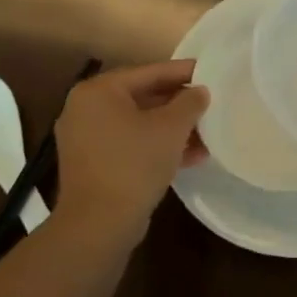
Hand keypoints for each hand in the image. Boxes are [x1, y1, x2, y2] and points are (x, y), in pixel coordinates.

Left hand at [53, 60, 208, 234]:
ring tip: (207, 135)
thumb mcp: (171, 128)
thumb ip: (190, 102)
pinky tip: (190, 157)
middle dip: (179, 105)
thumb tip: (200, 91)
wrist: (99, 224)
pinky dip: (156, 146)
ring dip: (172, 129)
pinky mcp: (92, 164)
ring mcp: (86, 138)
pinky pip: (130, 144)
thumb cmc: (134, 164)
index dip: (183, 72)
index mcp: (98, 91)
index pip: (149, 72)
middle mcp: (85, 109)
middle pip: (143, 97)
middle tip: (210, 103)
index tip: (210, 72)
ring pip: (139, 123)